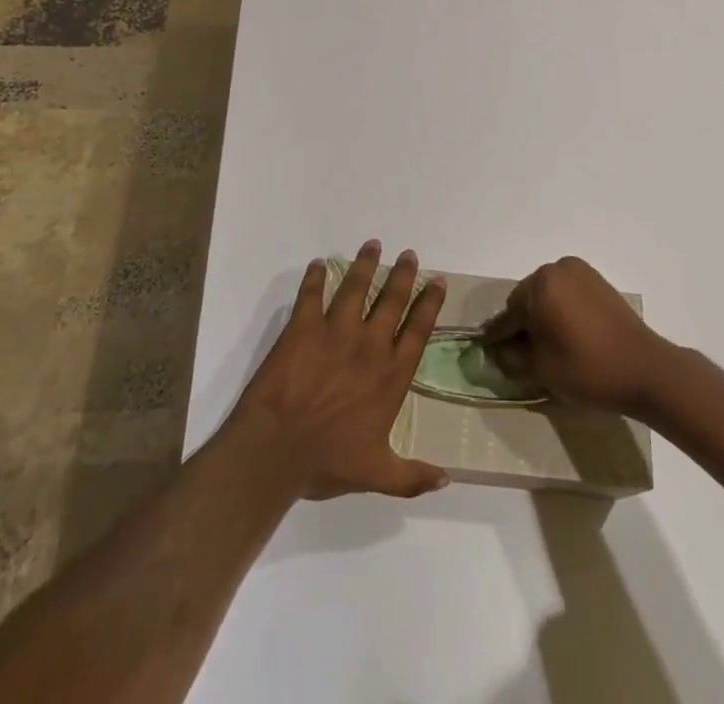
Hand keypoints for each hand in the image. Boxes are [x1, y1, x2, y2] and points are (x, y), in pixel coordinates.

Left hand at [227, 240, 449, 500]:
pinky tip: (318, 264)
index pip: (418, 330)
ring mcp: (336, 331)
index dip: (430, 303)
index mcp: (391, 375)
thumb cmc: (328, 463)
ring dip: (365, 264)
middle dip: (403, 274)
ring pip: (356, 287)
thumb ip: (413, 475)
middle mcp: (370, 345)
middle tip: (409, 254)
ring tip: (373, 244)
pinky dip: (314, 277)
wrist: (275, 451)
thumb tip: (447, 480)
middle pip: (392, 299)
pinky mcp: (303, 327)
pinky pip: (311, 293)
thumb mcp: (377, 476)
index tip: (437, 281)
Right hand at [481, 256, 673, 415]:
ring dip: (542, 317)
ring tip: (544, 347)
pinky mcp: (599, 282)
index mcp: (540, 284)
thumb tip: (498, 351)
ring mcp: (581, 272)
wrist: (645, 369)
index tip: (486, 349)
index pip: (508, 313)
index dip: (497, 335)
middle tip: (519, 353)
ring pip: (548, 296)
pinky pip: (568, 294)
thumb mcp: (540, 369)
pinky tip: (565, 335)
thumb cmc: (587, 368)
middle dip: (522, 324)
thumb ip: (511, 357)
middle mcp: (557, 268)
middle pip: (527, 299)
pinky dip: (561, 311)